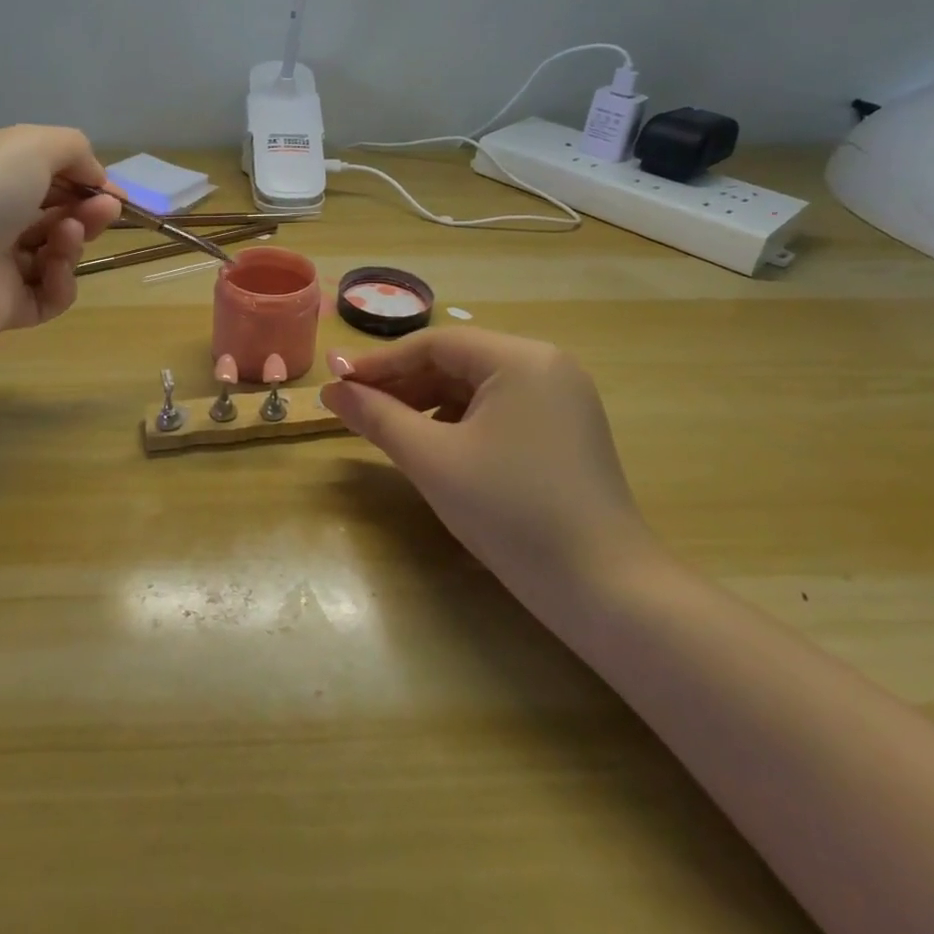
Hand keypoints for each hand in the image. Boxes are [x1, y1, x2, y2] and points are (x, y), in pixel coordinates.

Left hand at [0, 125, 120, 340]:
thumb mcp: (29, 144)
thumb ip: (72, 148)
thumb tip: (95, 176)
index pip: (43, 176)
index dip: (82, 181)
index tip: (112, 190)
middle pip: (56, 215)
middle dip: (87, 210)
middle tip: (107, 210)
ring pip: (56, 254)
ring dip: (74, 241)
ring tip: (69, 235)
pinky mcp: (7, 307)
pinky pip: (50, 295)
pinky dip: (61, 281)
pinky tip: (55, 268)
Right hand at [321, 329, 652, 603]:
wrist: (603, 588)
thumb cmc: (511, 511)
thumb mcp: (433, 460)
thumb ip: (377, 417)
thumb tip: (330, 390)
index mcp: (521, 359)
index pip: (434, 345)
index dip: (379, 363)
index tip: (336, 383)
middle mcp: (546, 366)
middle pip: (456, 362)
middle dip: (402, 385)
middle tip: (355, 408)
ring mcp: (561, 399)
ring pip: (475, 388)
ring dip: (426, 404)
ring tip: (386, 429)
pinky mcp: (565, 431)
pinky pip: (497, 410)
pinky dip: (459, 422)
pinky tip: (433, 446)